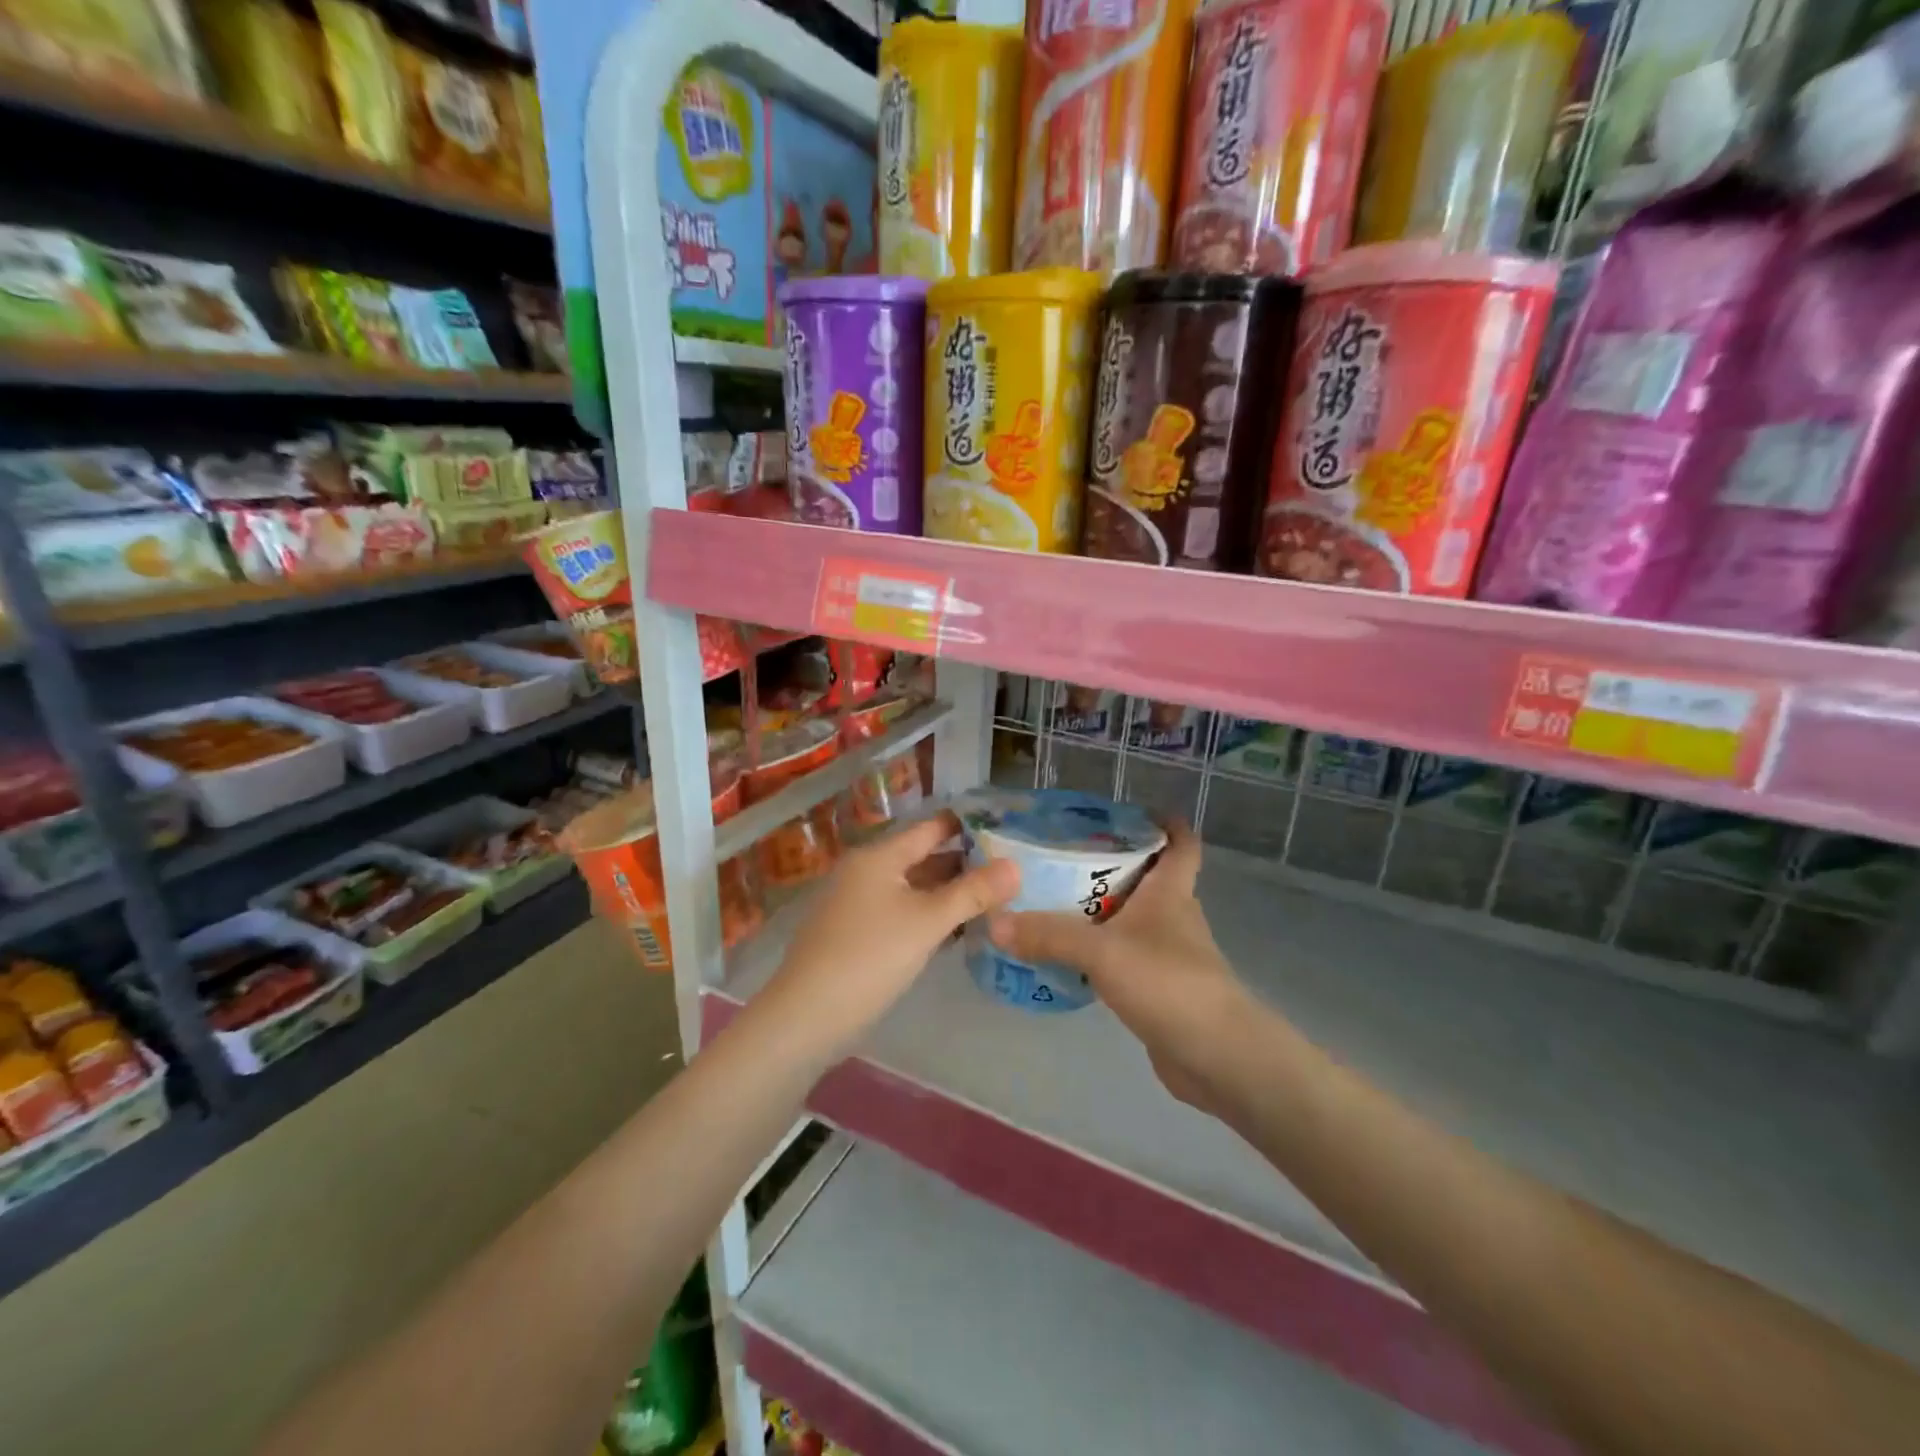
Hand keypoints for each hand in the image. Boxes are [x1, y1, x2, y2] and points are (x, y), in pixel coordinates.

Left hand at [762, 811, 1018, 1060]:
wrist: (806, 1017)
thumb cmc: (870, 957)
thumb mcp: (927, 922)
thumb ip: (972, 893)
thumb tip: (1016, 866)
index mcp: (879, 856)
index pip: (931, 828)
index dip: (967, 825)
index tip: (1007, 828)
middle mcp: (866, 872)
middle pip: (923, 857)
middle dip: (964, 863)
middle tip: (1011, 869)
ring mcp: (858, 903)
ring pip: (913, 888)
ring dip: (949, 893)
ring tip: (995, 899)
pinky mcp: (856, 934)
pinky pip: (901, 912)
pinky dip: (929, 916)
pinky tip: (958, 931)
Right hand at [986, 820, 1252, 1110]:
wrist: (1217, 1057)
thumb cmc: (1168, 983)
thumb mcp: (1102, 952)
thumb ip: (1049, 935)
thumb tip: (994, 922)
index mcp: (1171, 892)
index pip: (1181, 843)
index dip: (1165, 823)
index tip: (1130, 812)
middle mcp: (1173, 917)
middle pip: (1148, 878)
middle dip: (1112, 864)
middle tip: (1061, 857)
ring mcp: (1169, 955)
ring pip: (1133, 920)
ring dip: (1101, 911)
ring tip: (1052, 904)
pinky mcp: (1160, 990)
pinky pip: (1125, 958)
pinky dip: (1100, 953)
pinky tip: (1067, 958)